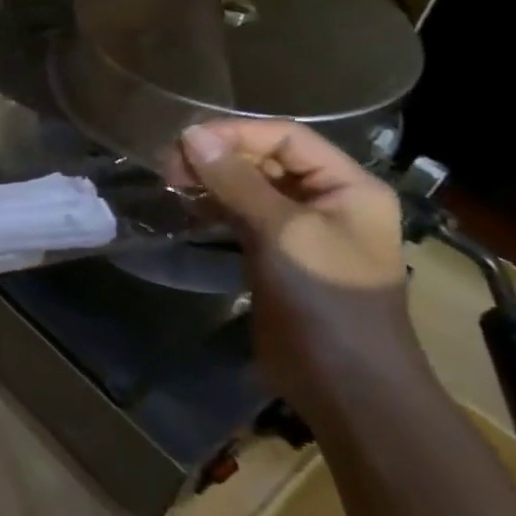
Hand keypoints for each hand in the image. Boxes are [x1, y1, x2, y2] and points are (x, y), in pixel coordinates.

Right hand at [167, 120, 436, 425]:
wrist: (345, 382)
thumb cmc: (325, 297)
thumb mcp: (281, 231)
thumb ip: (236, 180)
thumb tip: (191, 135)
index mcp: (348, 186)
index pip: (287, 137)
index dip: (235, 133)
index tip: (183, 141)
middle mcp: (328, 200)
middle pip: (267, 159)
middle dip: (218, 156)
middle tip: (167, 165)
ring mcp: (302, 229)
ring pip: (250, 187)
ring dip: (211, 180)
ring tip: (170, 182)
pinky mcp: (277, 255)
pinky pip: (242, 215)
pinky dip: (214, 206)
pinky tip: (186, 206)